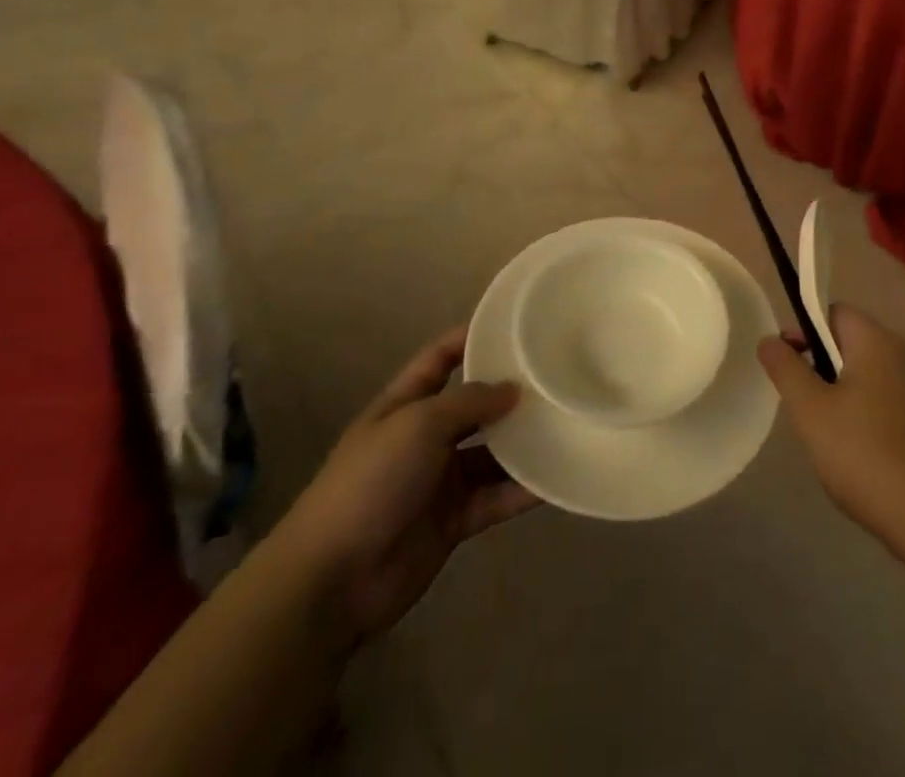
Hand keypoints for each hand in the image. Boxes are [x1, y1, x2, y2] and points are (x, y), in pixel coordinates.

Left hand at [280, 325, 540, 643]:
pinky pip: (496, 497)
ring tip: (569, 422)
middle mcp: (425, 436)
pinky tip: (558, 478)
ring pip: (491, 453)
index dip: (470, 337)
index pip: (440, 357)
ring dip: (524, 442)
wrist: (334, 579)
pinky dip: (524, 490)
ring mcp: (440, 480)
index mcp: (405, 404)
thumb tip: (513, 389)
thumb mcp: (418, 425)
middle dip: (509, 392)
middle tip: (557, 375)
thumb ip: (468, 402)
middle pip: (473, 405)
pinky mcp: (455, 521)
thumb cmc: (371, 482)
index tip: (513, 324)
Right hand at [758, 306, 904, 568]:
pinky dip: (860, 415)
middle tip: (801, 404)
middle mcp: (900, 355)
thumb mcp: (811, 411)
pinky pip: (881, 400)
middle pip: (847, 341)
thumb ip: (786, 368)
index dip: (802, 330)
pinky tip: (854, 453)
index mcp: (875, 341)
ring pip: (862, 374)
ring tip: (824, 434)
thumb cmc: (866, 455)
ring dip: (837, 394)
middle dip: (818, 365)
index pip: (832, 311)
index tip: (785, 364)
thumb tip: (769, 339)